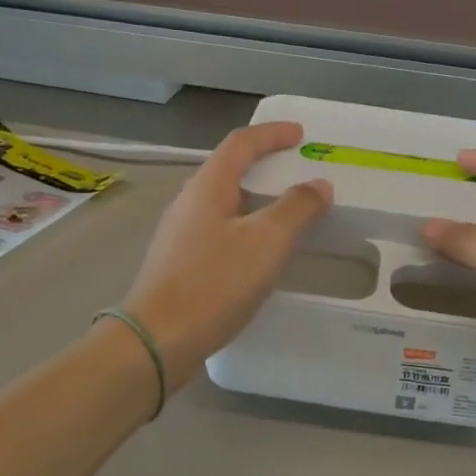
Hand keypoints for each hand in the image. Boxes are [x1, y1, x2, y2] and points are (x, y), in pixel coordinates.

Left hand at [119, 122, 331, 390]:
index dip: (272, 134)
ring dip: (255, 198)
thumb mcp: (266, 242)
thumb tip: (318, 185)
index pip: (241, 144)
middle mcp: (188, 203)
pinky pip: (219, 230)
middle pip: (228, 170)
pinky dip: (245, 227)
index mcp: (207, 187)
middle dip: (263, 164)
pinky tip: (258, 252)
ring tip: (285, 211)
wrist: (157, 340)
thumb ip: (296, 208)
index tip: (300, 134)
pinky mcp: (178, 264)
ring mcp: (179, 234)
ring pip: (223, 203)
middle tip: (296, 171)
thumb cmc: (214, 283)